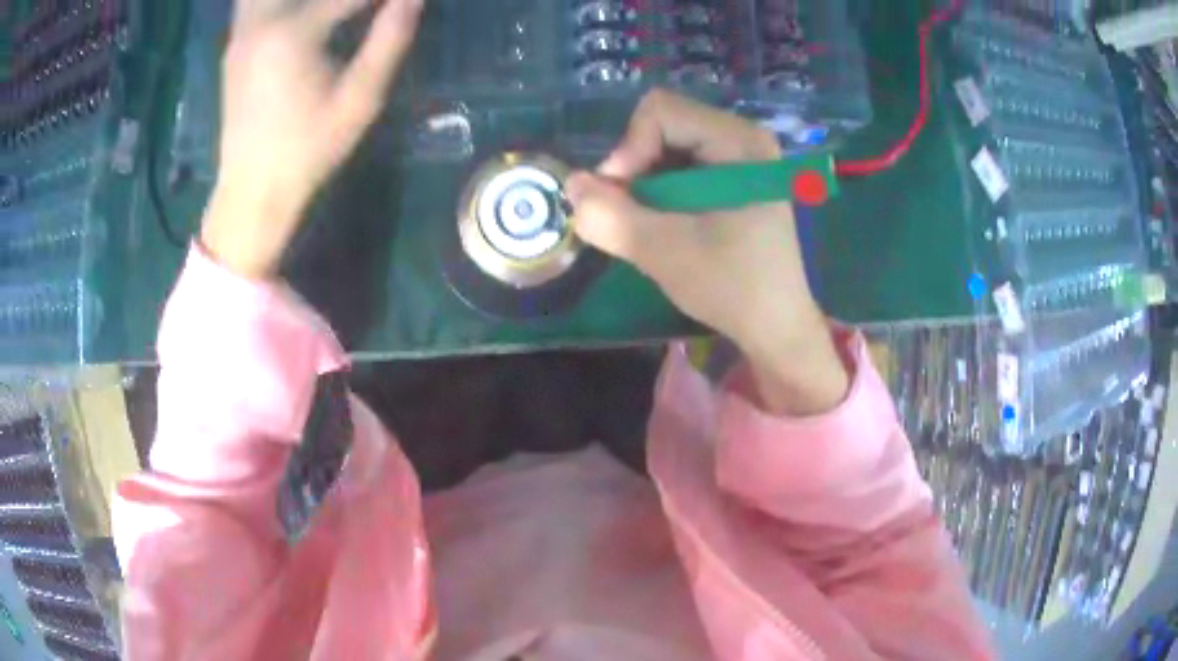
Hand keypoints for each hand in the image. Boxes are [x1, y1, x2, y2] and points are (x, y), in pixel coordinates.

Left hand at [202, 0, 422, 277]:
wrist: (253, 190)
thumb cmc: (310, 148)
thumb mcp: (360, 98)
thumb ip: (390, 39)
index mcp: (294, 33)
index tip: (403, 1)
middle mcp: (262, 23)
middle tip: (364, 9)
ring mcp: (241, 34)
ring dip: (308, 1)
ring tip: (335, 12)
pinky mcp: (234, 47)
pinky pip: (254, 4)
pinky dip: (278, 3)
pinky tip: (301, 15)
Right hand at [566, 90, 848, 415]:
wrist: (776, 326)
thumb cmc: (731, 287)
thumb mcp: (663, 252)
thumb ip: (609, 216)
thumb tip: (571, 183)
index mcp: (740, 141)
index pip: (660, 111)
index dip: (628, 150)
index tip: (621, 199)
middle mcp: (745, 136)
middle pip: (664, 123)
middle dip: (636, 166)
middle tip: (633, 213)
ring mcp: (744, 155)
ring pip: (669, 143)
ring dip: (646, 180)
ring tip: (651, 222)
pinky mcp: (738, 175)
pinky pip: (683, 162)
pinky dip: (662, 188)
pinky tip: (668, 221)